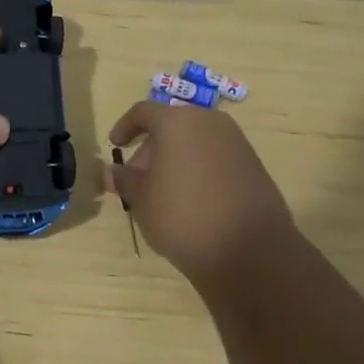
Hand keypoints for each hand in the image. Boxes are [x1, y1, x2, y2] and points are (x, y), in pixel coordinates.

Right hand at [106, 101, 296, 284]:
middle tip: (138, 179)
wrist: (249, 251)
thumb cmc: (182, 216)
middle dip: (151, 148)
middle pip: (171, 126)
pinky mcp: (254, 165)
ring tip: (164, 193)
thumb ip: (123, 179)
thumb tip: (110, 172)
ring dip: (175, 159)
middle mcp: (209, 122)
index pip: (143, 112)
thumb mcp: (141, 199)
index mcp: (178, 122)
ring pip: (195, 142)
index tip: (115, 145)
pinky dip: (198, 169)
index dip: (124, 127)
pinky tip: (193, 200)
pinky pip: (216, 157)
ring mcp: (236, 142)